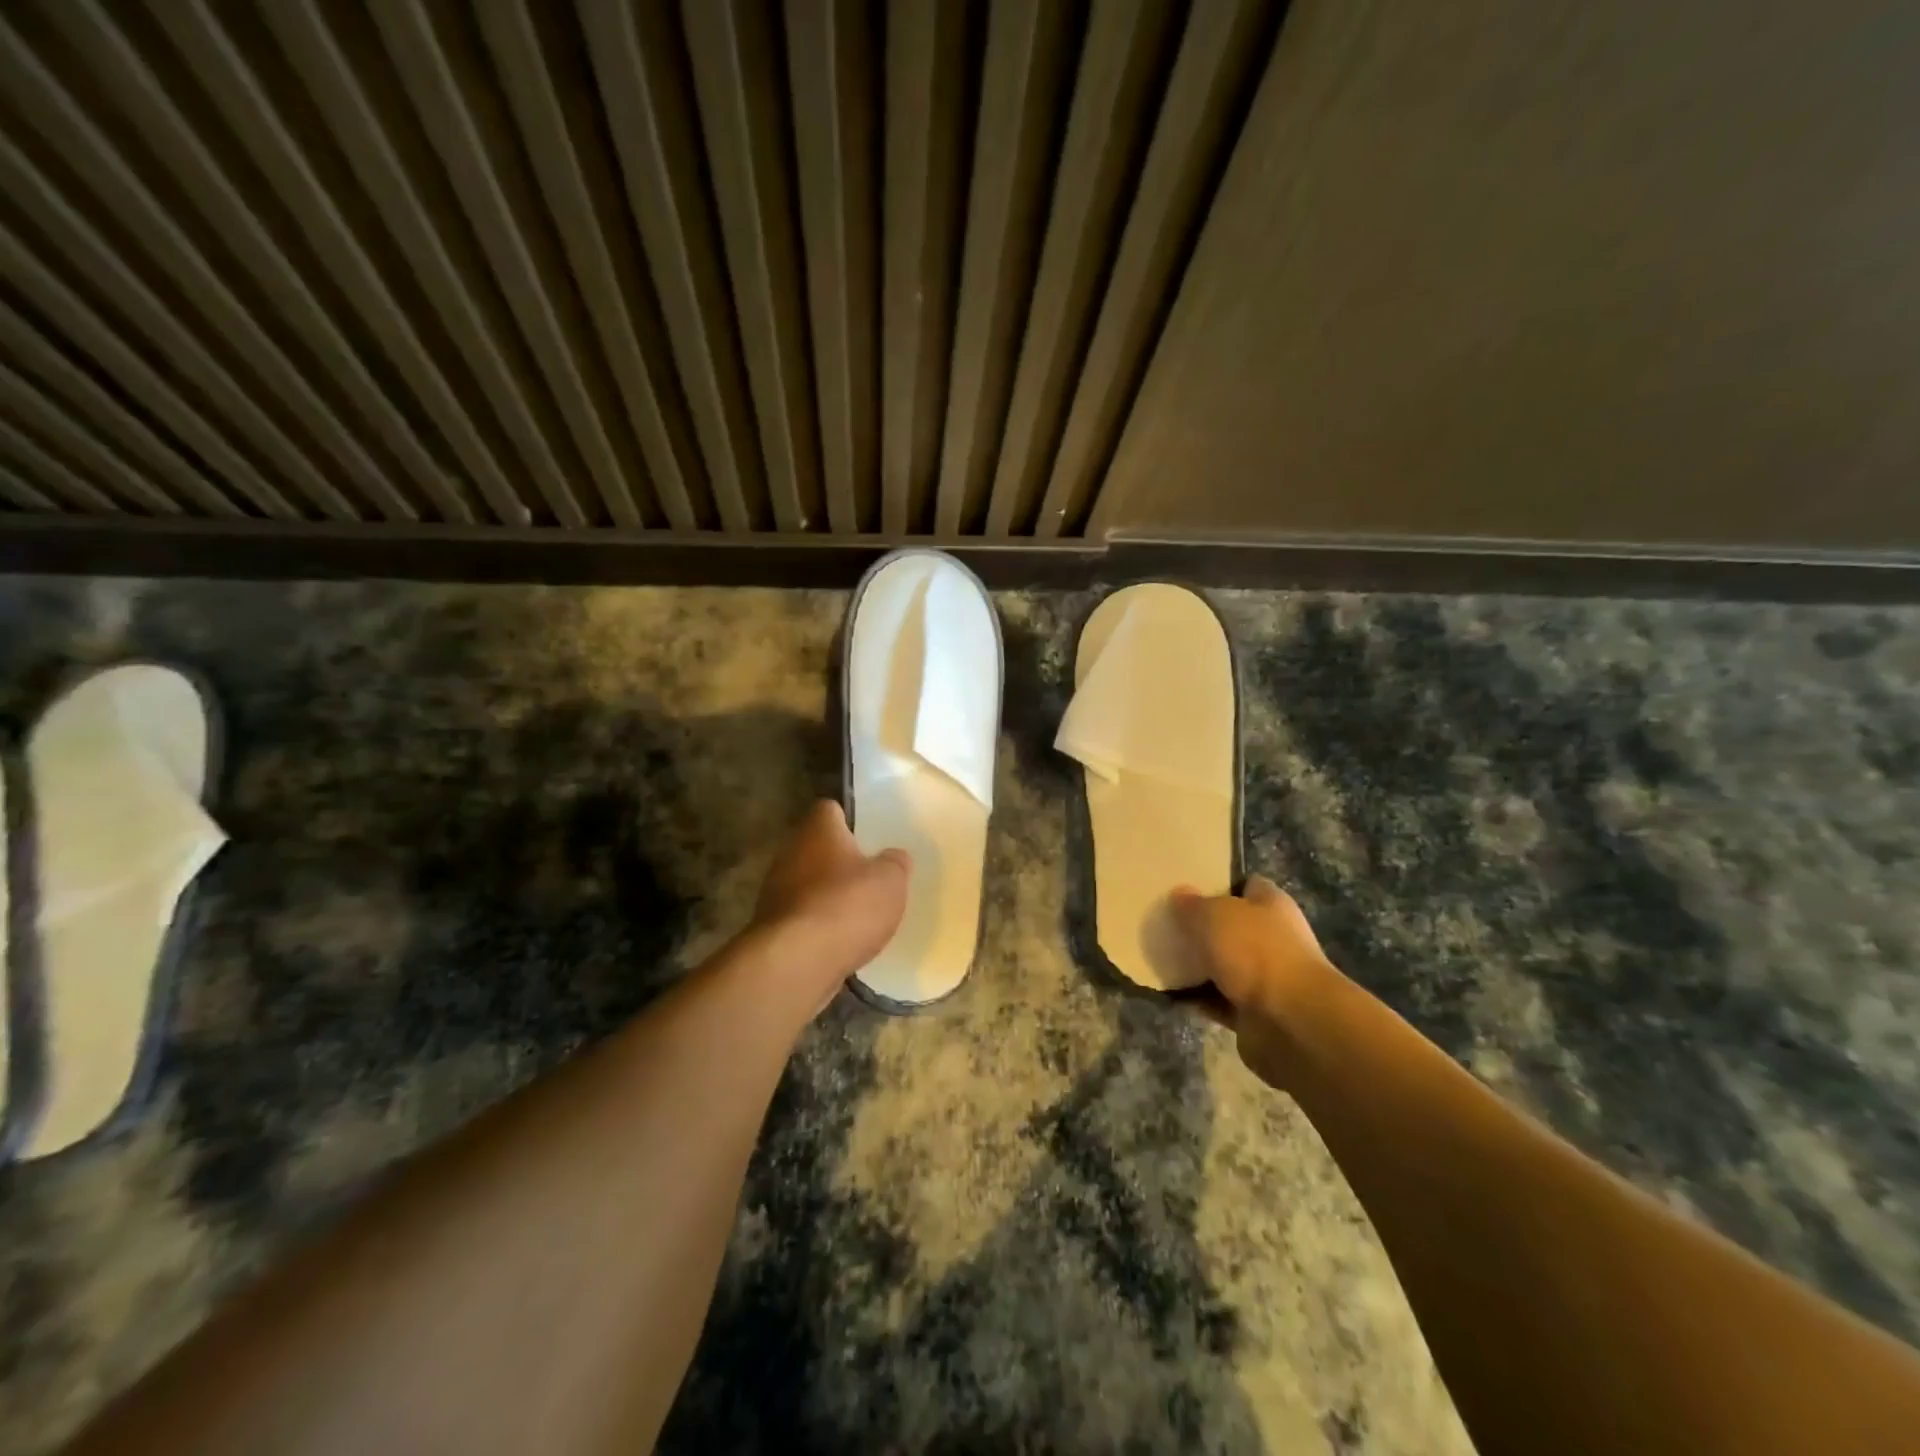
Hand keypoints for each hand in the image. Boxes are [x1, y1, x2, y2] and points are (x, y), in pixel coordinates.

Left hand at [744, 800, 909, 1015]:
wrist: (797, 962)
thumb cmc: (847, 905)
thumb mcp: (890, 880)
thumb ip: (895, 863)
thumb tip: (894, 856)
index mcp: (818, 830)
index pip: (829, 809)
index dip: (849, 820)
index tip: (867, 836)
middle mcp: (790, 852)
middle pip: (816, 847)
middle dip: (838, 861)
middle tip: (867, 877)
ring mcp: (774, 890)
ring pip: (806, 883)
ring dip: (827, 895)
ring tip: (856, 914)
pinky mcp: (770, 926)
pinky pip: (801, 916)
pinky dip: (817, 924)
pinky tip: (838, 940)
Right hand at [1170, 875, 1339, 1086]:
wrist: (1289, 1021)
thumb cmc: (1255, 952)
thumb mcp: (1214, 915)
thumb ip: (1193, 904)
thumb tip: (1179, 894)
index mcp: (1272, 905)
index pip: (1246, 885)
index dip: (1219, 884)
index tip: (1187, 887)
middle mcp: (1274, 938)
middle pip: (1233, 926)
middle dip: (1203, 927)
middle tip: (1167, 924)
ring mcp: (1266, 977)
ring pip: (1225, 964)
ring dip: (1199, 965)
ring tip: (1163, 957)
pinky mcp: (1255, 1011)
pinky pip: (1219, 999)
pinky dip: (1199, 998)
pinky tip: (1172, 992)